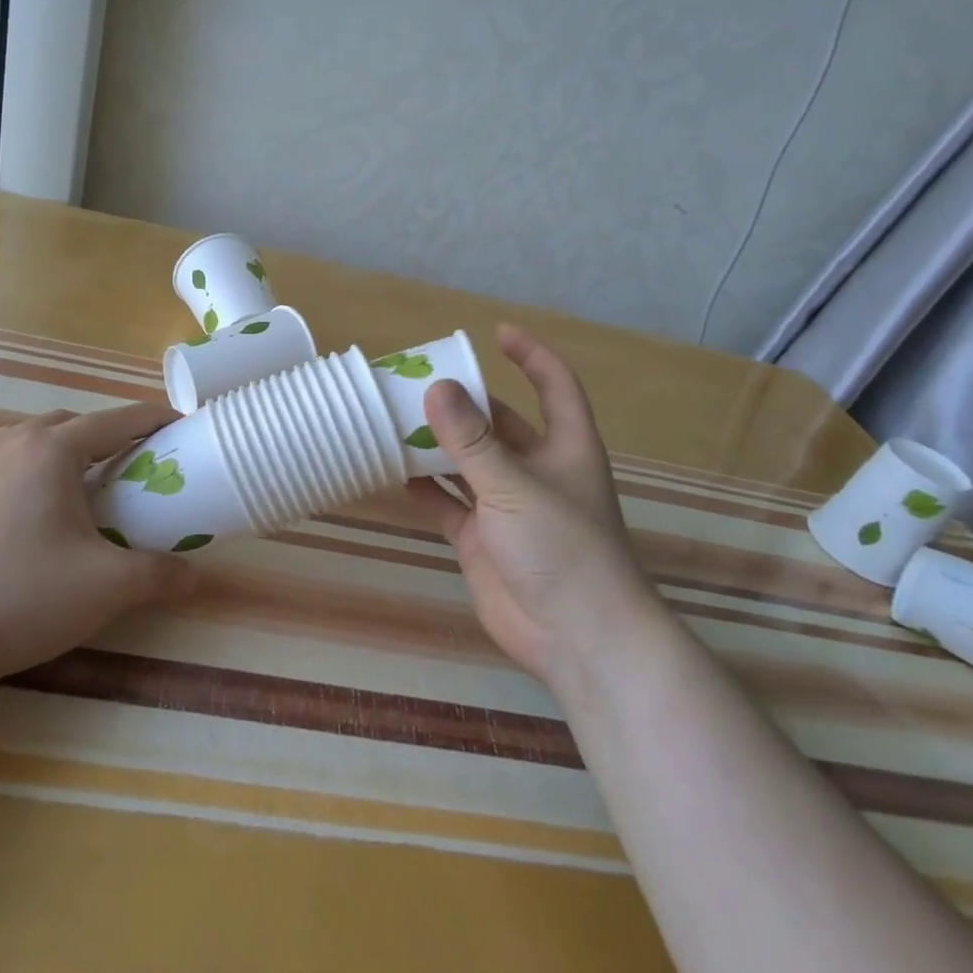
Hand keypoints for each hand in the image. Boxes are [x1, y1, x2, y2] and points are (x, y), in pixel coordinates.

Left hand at [0, 405, 199, 693]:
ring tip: (84, 487)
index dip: (154, 420)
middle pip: (73, 423)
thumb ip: (159, 575)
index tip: (181, 426)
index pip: (117, 420)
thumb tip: (194, 577)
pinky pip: (3, 462)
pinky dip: (31, 469)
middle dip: (109, 435)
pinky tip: (33, 510)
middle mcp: (11, 444)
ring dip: (66, 450)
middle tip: (135, 467)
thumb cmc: (20, 598)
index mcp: (52, 450)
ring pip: (32, 439)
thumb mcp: (106, 588)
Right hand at [407, 325, 658, 688]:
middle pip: (498, 424)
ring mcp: (507, 507)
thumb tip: (436, 387)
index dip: (532, 356)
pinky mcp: (482, 539)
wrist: (577, 639)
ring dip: (437, 445)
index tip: (497, 333)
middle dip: (464, 403)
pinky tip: (395, 472)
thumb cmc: (562, 548)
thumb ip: (471, 440)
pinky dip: (426, 488)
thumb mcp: (514, 485)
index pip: (554, 387)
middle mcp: (536, 471)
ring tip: (396, 419)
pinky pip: (449, 503)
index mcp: (564, 448)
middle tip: (418, 381)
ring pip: (467, 463)